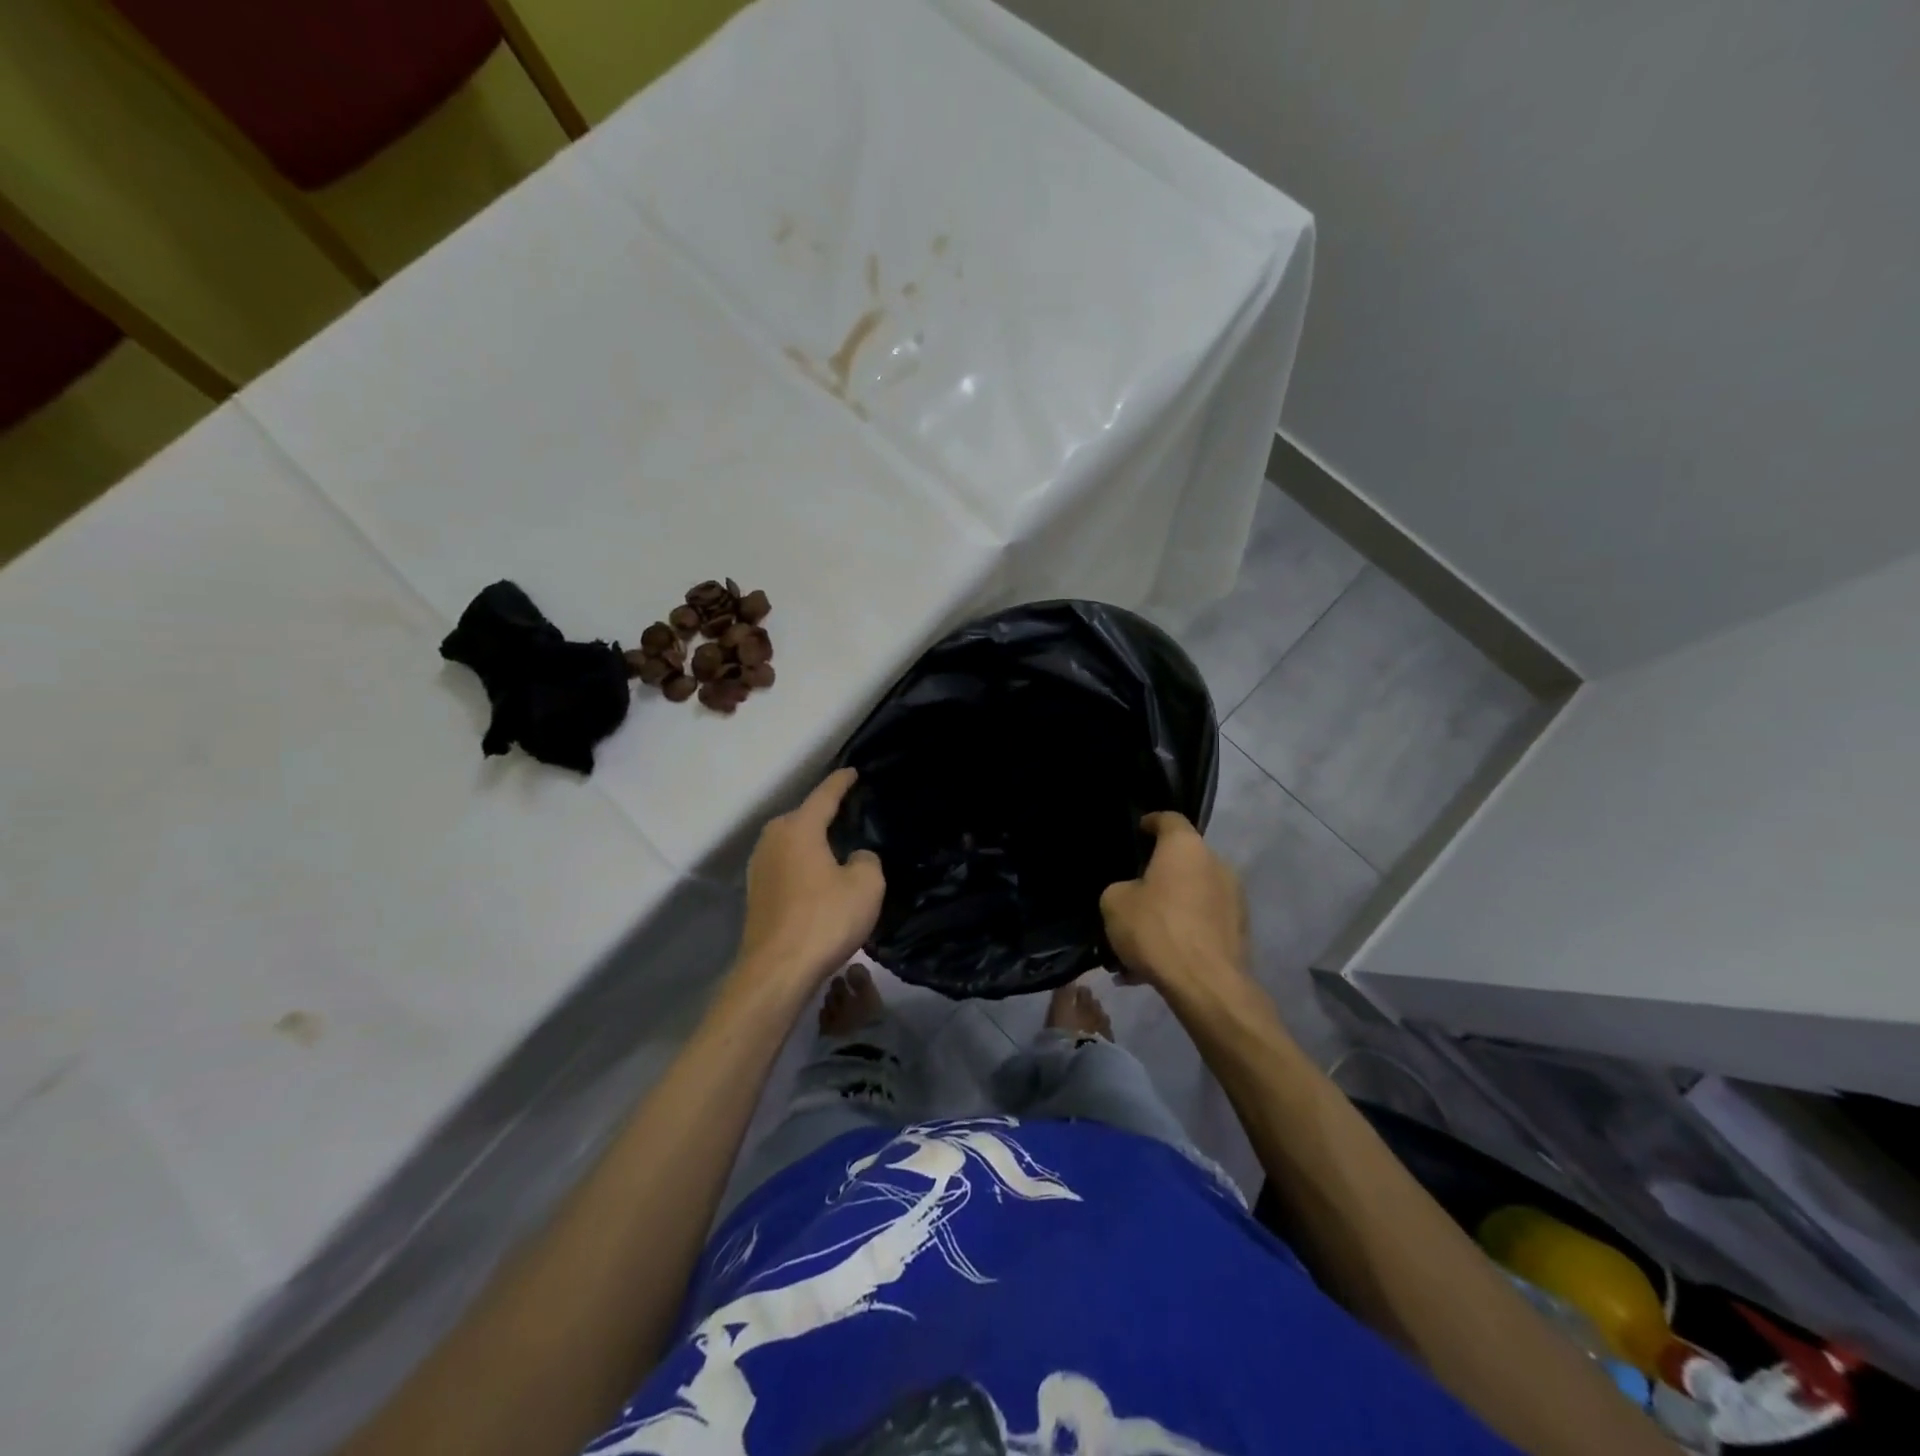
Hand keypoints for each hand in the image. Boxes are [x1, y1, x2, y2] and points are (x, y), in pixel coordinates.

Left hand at [737, 769, 884, 988]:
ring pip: (792, 843)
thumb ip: (867, 859)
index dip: (842, 782)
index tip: (853, 772)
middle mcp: (773, 839)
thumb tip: (855, 858)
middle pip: (804, 817)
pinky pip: (786, 866)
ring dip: (812, 843)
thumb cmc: (824, 919)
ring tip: (836, 849)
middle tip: (851, 815)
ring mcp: (759, 867)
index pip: (825, 795)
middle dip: (825, 814)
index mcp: (799, 828)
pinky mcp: (756, 893)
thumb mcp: (866, 885)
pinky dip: (803, 865)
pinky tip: (818, 880)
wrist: (777, 971)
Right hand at [1100, 812, 1249, 994]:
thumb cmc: (1156, 929)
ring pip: (1193, 894)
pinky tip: (1161, 960)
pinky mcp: (1240, 929)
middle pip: (1183, 859)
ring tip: (1145, 936)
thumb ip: (1121, 888)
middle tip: (1136, 893)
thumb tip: (1133, 893)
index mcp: (1185, 846)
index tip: (1138, 831)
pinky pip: (1203, 922)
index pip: (1168, 819)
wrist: (1205, 984)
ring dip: (1172, 907)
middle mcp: (1216, 863)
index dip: (1151, 822)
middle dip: (1160, 874)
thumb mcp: (1114, 903)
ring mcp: (1234, 897)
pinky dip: (1184, 932)